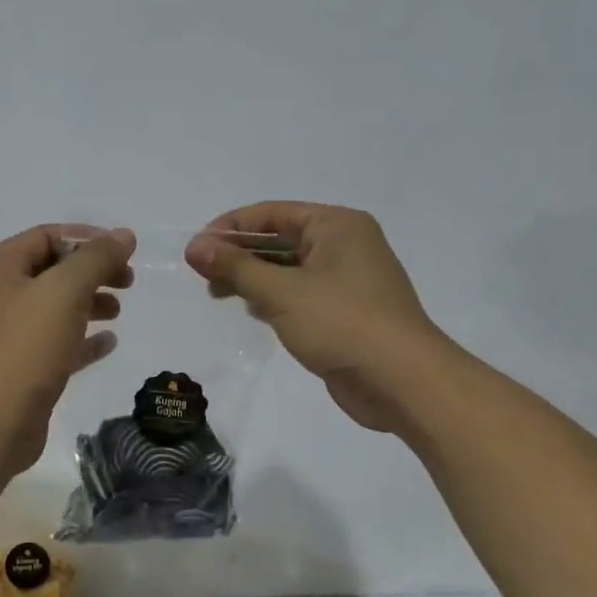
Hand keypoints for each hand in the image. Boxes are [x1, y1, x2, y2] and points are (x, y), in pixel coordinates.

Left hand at [0, 224, 136, 474]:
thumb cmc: (23, 349)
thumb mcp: (64, 292)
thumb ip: (96, 258)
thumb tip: (124, 234)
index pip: (46, 236)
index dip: (88, 238)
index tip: (126, 251)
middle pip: (51, 270)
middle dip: (92, 272)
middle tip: (128, 282)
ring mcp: (3, 334)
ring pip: (53, 307)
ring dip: (88, 303)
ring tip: (118, 312)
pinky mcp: (16, 368)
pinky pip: (54, 343)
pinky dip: (80, 339)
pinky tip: (108, 343)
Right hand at [186, 203, 445, 432]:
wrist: (402, 382)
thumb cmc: (341, 323)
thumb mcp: (281, 292)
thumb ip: (235, 267)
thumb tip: (194, 247)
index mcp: (336, 225)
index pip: (271, 213)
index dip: (229, 228)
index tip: (194, 250)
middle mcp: (345, 245)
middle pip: (278, 240)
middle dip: (239, 255)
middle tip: (203, 277)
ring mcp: (347, 280)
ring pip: (287, 269)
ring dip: (253, 278)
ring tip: (219, 295)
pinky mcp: (345, 312)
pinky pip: (300, 294)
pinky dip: (273, 299)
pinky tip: (253, 312)